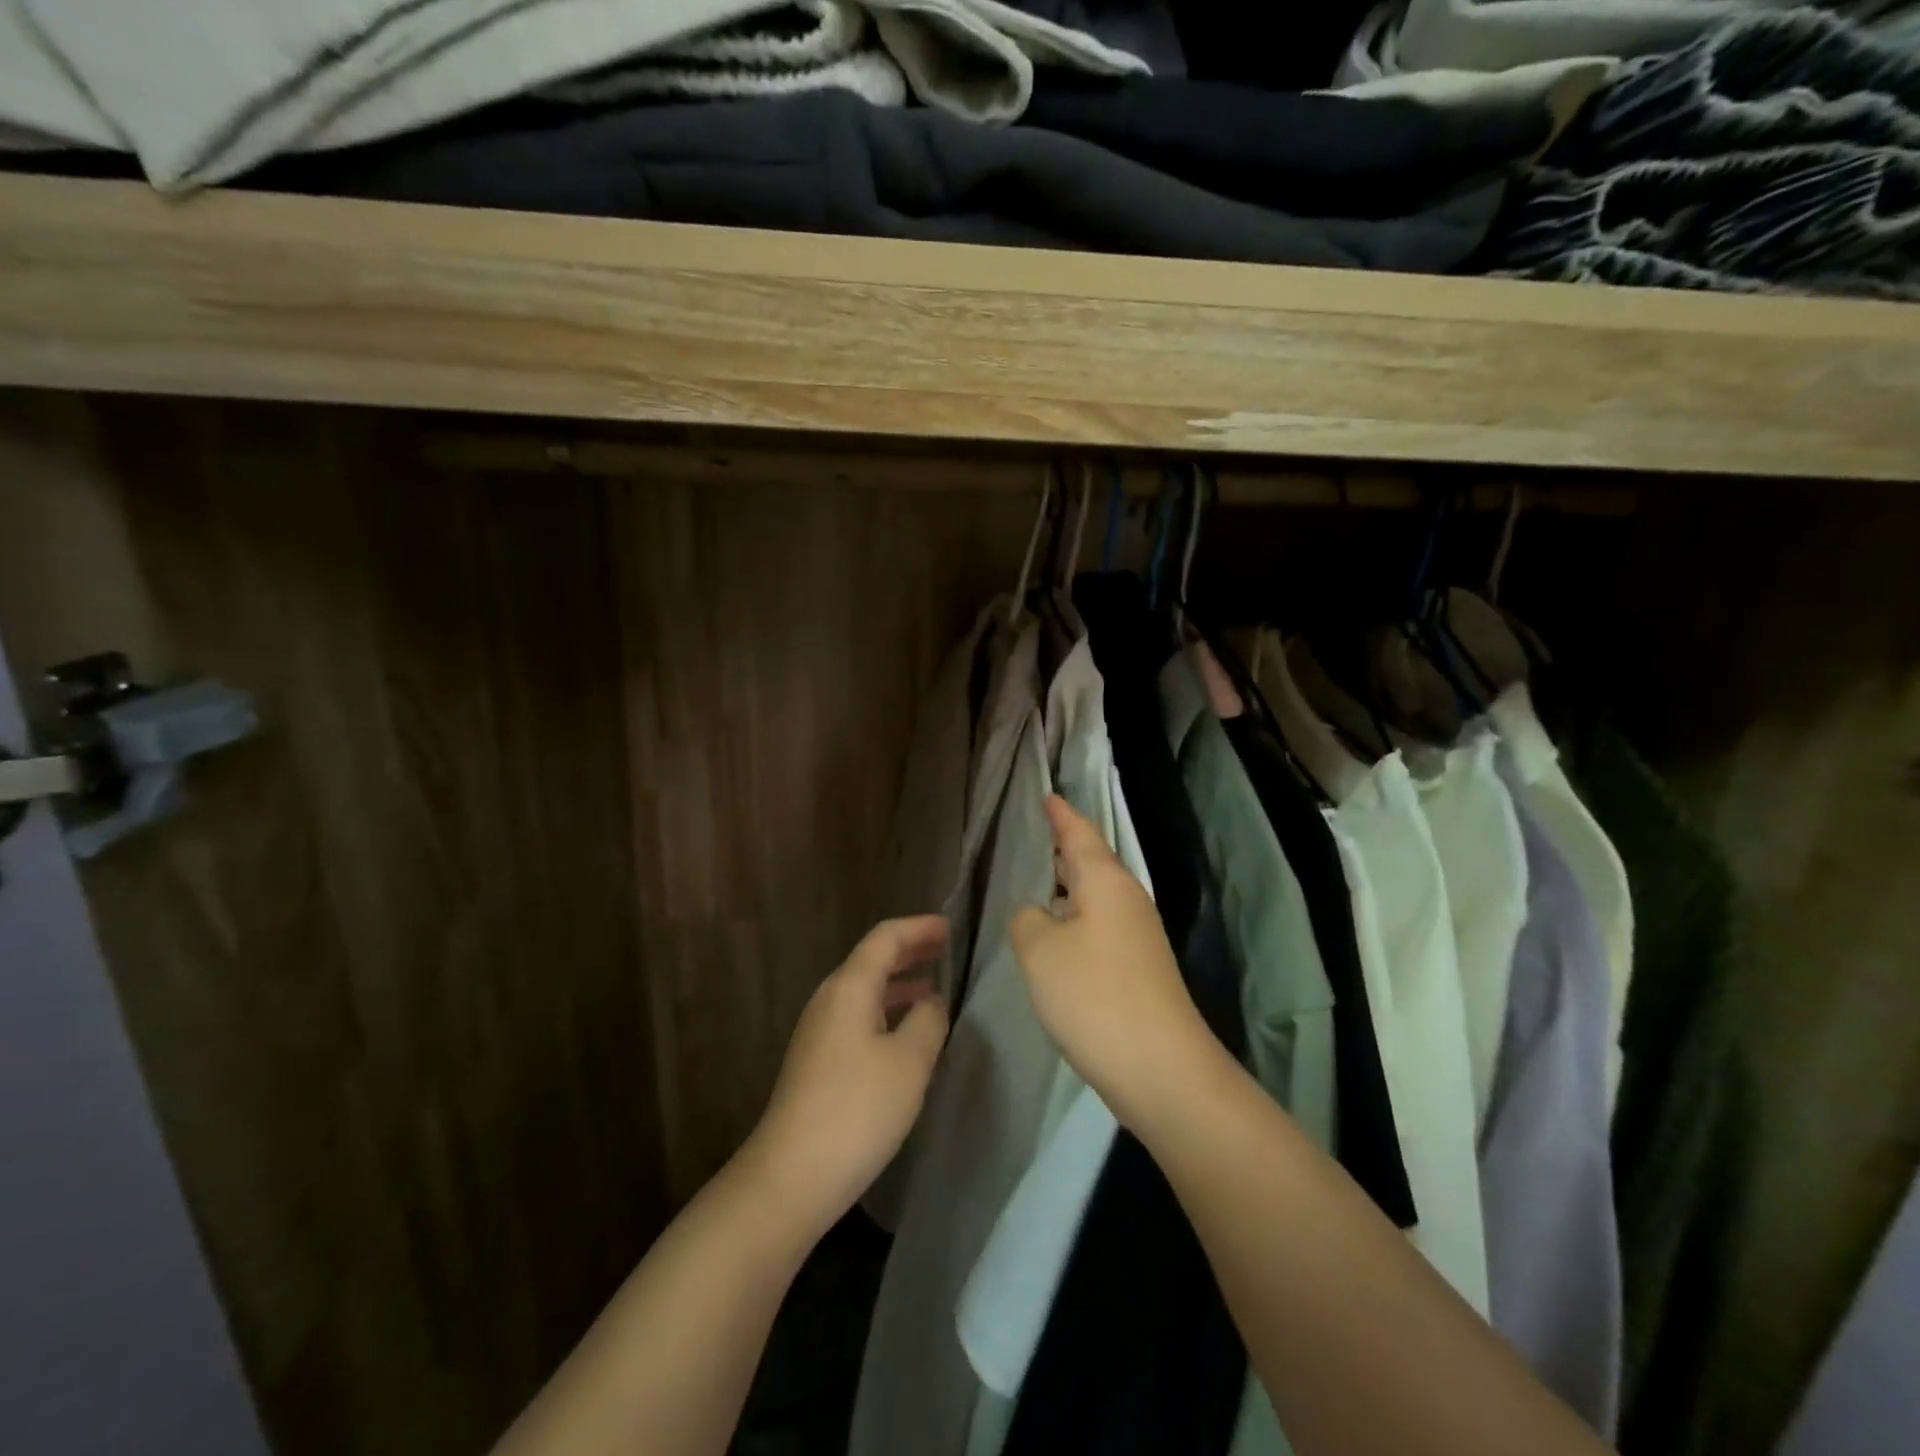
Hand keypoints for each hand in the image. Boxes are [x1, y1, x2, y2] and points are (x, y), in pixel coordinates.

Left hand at [746, 915, 950, 1235]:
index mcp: (849, 987)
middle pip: (872, 960)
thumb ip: (928, 1020)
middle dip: (910, 952)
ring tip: (935, 991)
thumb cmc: (857, 1110)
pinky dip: (887, 1012)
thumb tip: (931, 1001)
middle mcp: (830, 1000)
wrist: (791, 1176)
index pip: (885, 938)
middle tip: (946, 950)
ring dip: (900, 985)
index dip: (919, 928)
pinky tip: (908, 1036)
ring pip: (865, 992)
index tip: (950, 927)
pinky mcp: (818, 1062)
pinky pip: (859, 1018)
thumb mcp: (909, 1061)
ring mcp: (819, 1032)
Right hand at [1010, 796, 1221, 1130]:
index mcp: (1106, 882)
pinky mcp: (1139, 969)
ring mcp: (1138, 936)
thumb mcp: (1040, 951)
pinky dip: (1076, 918)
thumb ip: (1027, 919)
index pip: (1080, 833)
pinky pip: (1100, 926)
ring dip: (1070, 886)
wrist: (1161, 1069)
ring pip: (1097, 897)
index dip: (1061, 814)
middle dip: (1067, 847)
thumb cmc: (1094, 996)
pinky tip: (1057, 935)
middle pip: (1093, 862)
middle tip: (1041, 832)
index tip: (1048, 794)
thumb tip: (1037, 913)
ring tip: (1042, 878)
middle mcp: (1127, 901)